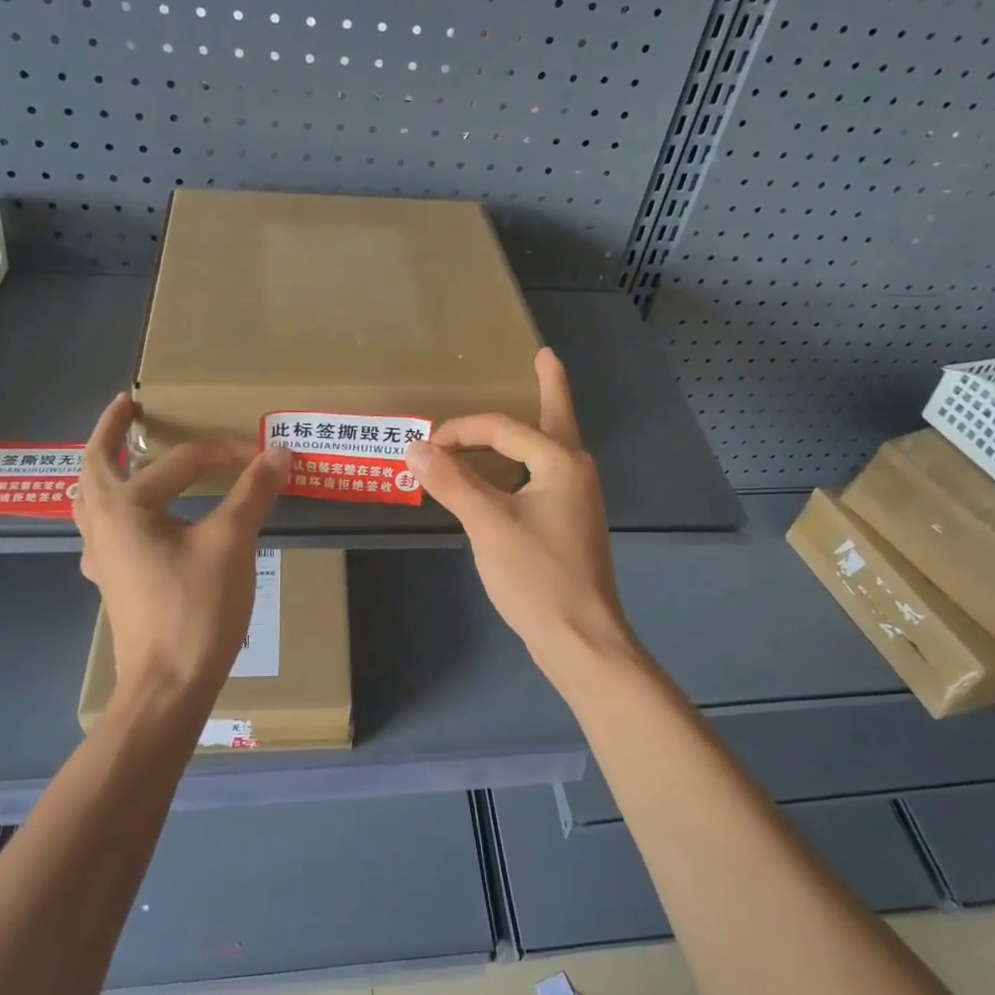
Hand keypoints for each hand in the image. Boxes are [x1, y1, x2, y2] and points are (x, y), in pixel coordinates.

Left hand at [72, 394, 289, 712]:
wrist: (168, 686)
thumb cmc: (196, 610)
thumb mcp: (231, 544)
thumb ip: (252, 493)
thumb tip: (278, 452)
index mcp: (125, 507)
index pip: (181, 462)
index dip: (226, 453)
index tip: (264, 455)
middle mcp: (102, 525)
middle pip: (95, 465)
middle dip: (109, 432)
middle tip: (127, 407)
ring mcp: (101, 557)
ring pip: (90, 499)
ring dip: (103, 469)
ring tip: (122, 454)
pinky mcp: (113, 581)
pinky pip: (103, 530)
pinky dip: (114, 509)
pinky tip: (136, 521)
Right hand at [403, 349, 634, 678]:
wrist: (579, 637)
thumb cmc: (536, 577)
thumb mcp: (488, 525)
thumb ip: (452, 482)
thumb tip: (416, 447)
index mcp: (561, 462)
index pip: (502, 428)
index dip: (460, 430)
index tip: (424, 447)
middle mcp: (576, 472)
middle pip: (556, 418)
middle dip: (549, 386)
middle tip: (545, 357)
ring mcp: (577, 499)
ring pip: (551, 448)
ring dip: (535, 424)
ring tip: (533, 397)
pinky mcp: (569, 524)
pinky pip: (544, 475)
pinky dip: (525, 461)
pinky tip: (514, 470)